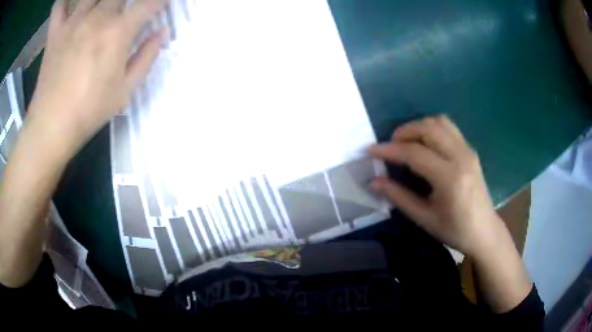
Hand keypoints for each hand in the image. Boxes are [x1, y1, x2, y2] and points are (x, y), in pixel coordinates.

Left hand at [27, 0, 168, 157]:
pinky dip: (65, 0)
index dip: (160, 2)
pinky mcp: (55, 32)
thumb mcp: (125, 90)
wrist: (51, 126)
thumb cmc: (89, 110)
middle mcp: (98, 17)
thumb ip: (147, 57)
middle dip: (131, 0)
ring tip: (103, 8)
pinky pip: (59, 5)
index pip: (150, 3)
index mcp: (118, 31)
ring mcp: (73, 22)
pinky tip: (71, 3)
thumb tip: (162, 33)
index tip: (160, 6)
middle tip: (128, 13)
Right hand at [370, 115, 504, 257]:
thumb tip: (375, 181)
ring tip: (407, 141)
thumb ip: (399, 197)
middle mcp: (461, 157)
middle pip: (429, 128)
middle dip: (404, 131)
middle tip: (390, 145)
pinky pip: (449, 128)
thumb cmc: (454, 230)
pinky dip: (432, 129)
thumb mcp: (424, 218)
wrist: (484, 231)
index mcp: (450, 179)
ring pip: (440, 122)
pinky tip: (425, 144)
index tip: (371, 150)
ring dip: (419, 126)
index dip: (390, 150)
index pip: (415, 153)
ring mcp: (468, 151)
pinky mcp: (470, 150)